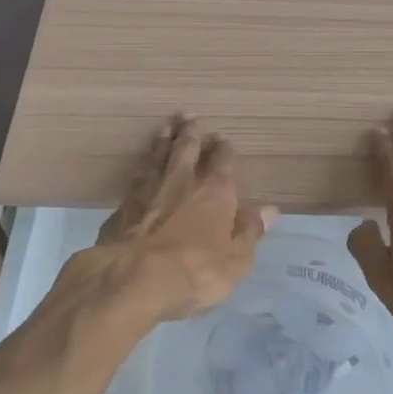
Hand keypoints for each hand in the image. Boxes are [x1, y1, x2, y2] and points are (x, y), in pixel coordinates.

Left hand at [59, 116, 274, 329]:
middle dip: (190, 132)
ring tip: (166, 128)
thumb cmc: (194, 271)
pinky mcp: (123, 203)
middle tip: (189, 116)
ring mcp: (149, 189)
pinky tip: (143, 165)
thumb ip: (249, 232)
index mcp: (215, 191)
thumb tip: (269, 210)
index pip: (223, 161)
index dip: (224, 149)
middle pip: (186, 148)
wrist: (130, 277)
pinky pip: (138, 174)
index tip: (223, 139)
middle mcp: (182, 180)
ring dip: (164, 140)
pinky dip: (144, 164)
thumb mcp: (235, 261)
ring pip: (159, 155)